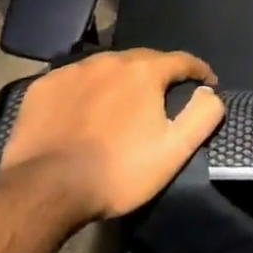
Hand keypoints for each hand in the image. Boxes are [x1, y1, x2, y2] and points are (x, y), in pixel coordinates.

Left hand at [0, 49, 224, 222]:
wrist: (44, 191)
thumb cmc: (117, 171)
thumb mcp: (174, 150)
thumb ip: (202, 115)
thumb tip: (210, 92)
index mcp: (145, 70)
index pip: (182, 60)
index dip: (199, 71)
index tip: (207, 83)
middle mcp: (110, 60)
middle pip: (144, 60)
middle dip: (158, 75)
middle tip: (161, 98)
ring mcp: (73, 71)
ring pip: (107, 68)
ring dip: (120, 81)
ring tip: (120, 105)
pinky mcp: (43, 87)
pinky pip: (74, 81)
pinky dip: (85, 91)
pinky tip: (82, 111)